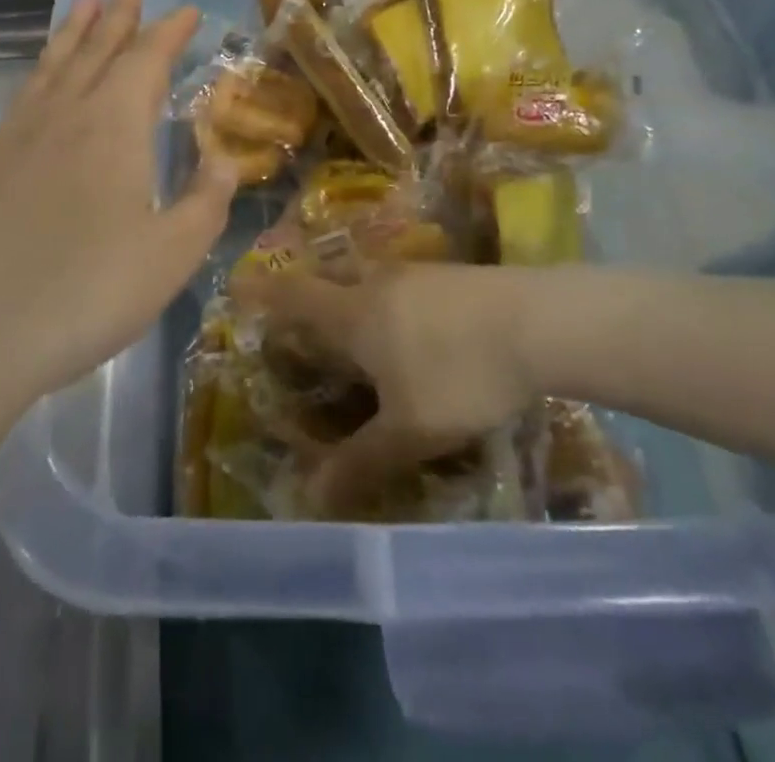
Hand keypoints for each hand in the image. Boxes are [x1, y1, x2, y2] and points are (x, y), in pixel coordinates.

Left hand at [0, 0, 236, 416]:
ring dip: (74, 33)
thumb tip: (226, 160)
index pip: (146, 61)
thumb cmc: (86, 293)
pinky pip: (23, 97)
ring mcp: (17, 138)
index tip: (187, 11)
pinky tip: (42, 82)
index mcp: (113, 128)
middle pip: (96, 52)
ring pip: (53, 68)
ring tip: (84, 3)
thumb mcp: (172, 256)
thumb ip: (206, 202)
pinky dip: (41, 73)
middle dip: (118, 19)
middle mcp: (64, 117)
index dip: (169, 33)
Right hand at [229, 261, 540, 513]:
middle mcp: (376, 284)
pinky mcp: (449, 275)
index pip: (293, 296)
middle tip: (302, 325)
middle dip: (309, 299)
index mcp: (353, 314)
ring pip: (367, 283)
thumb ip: (360, 463)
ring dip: (354, 302)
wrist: (538, 322)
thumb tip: (310, 499)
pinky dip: (391, 305)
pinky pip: (402, 286)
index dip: (262, 292)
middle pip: (328, 283)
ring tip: (360, 334)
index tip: (236, 286)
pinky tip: (415, 332)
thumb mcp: (410, 431)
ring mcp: (415, 274)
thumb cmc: (459, 373)